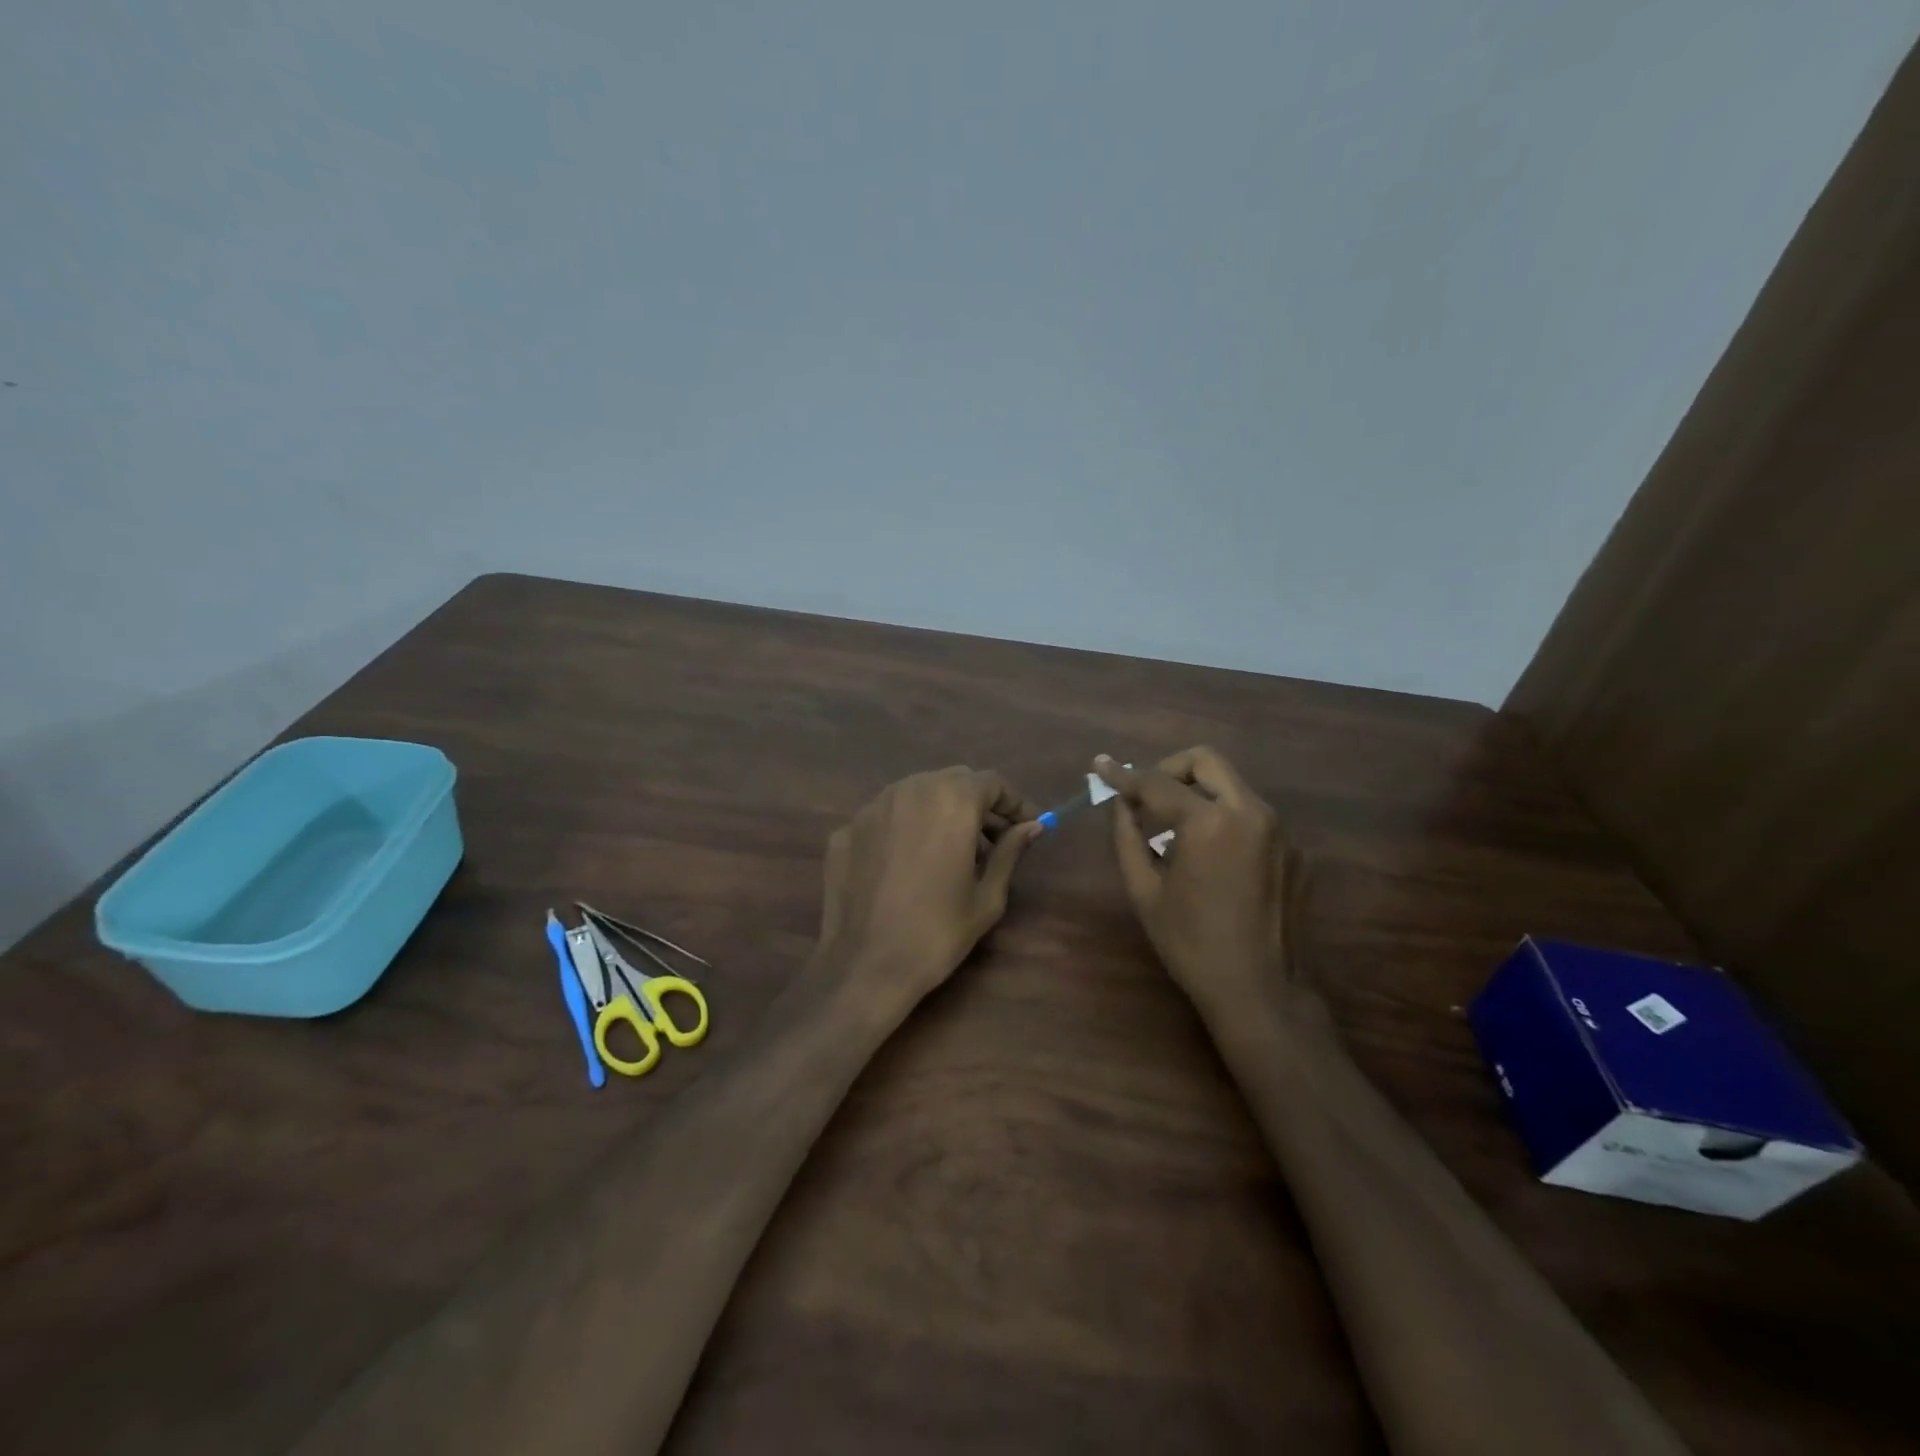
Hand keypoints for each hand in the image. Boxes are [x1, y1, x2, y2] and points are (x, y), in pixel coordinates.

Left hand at [814, 767, 1041, 1023]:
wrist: (864, 966)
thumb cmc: (938, 933)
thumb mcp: (987, 896)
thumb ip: (1009, 852)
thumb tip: (1031, 827)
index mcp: (951, 800)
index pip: (992, 782)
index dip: (1014, 803)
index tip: (1028, 827)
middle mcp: (910, 789)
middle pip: (954, 781)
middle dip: (978, 804)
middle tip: (993, 841)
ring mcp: (872, 807)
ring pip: (917, 793)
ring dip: (941, 811)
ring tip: (951, 852)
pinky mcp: (846, 829)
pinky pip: (887, 816)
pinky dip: (906, 828)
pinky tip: (909, 864)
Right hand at [1095, 748, 1318, 1029]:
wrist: (1261, 992)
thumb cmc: (1191, 944)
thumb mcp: (1144, 891)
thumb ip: (1127, 836)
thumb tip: (1119, 803)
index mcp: (1210, 822)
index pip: (1157, 782)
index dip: (1124, 775)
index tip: (1101, 766)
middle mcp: (1251, 812)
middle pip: (1206, 761)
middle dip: (1169, 769)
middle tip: (1146, 794)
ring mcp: (1280, 830)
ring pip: (1232, 786)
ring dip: (1198, 792)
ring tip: (1174, 828)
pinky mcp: (1295, 851)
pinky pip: (1252, 817)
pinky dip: (1224, 819)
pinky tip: (1211, 858)